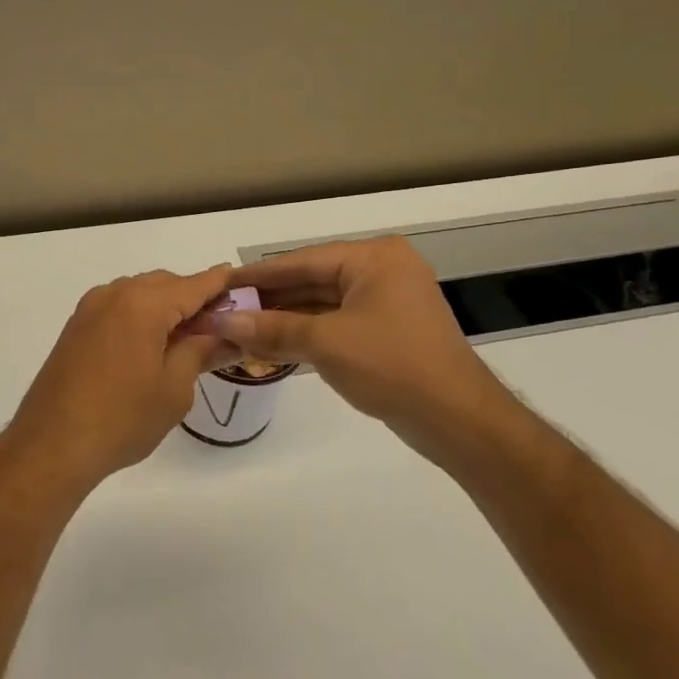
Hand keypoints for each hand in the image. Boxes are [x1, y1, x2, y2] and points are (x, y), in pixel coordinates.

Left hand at [3, 265, 236, 487]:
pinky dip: (140, 317)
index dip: (221, 284)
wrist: (52, 443)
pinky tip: (151, 345)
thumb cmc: (122, 417)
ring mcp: (90, 309)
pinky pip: (118, 308)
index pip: (194, 284)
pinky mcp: (76, 328)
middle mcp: (114, 294)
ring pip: (139, 294)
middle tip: (219, 327)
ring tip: (186, 340)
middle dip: (193, 298)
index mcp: (143, 303)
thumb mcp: (174, 388)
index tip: (243, 284)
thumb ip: (201, 351)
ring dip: (165, 307)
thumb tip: (226, 335)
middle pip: (165, 284)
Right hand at [212, 237, 527, 467]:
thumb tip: (222, 322)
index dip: (258, 275)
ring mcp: (387, 302)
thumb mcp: (326, 343)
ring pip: (322, 304)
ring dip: (284, 320)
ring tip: (239, 329)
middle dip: (269, 300)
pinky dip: (306, 334)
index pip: (302, 261)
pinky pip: (336, 324)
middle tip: (224, 309)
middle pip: (311, 281)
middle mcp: (382, 271)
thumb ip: (272, 328)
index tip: (221, 282)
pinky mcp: (387, 331)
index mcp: (374, 258)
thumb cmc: (393, 366)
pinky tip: (272, 344)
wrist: (457, 420)